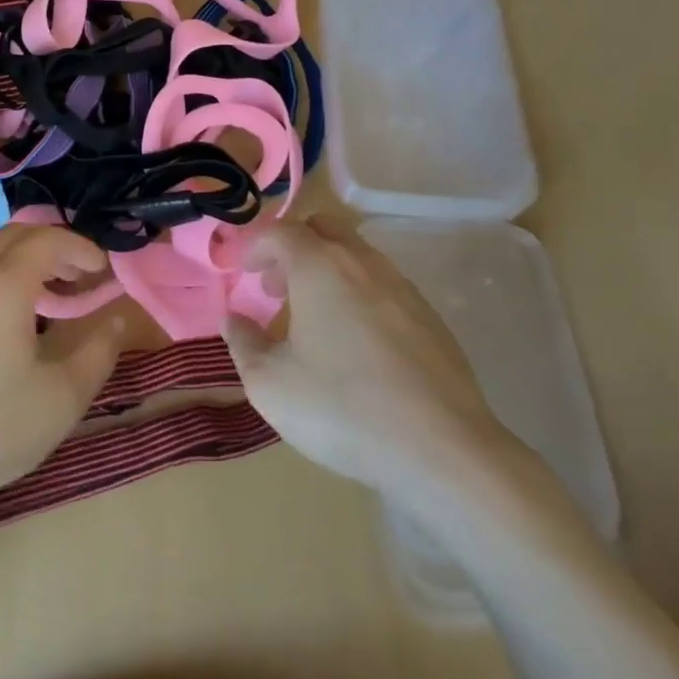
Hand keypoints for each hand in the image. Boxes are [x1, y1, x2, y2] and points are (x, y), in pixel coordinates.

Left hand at [0, 226, 122, 522]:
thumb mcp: (63, 397)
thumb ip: (98, 351)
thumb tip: (116, 318)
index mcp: (3, 288)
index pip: (46, 239)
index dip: (81, 246)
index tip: (104, 270)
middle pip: (13, 236)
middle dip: (54, 245)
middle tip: (81, 275)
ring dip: (24, 259)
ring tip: (51, 294)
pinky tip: (9, 319)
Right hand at [226, 216, 514, 507]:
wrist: (443, 449)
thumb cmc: (341, 408)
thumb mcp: (269, 383)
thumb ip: (242, 343)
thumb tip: (235, 320)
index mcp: (319, 266)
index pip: (280, 231)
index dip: (255, 246)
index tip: (242, 273)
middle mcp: (363, 263)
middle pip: (323, 229)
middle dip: (293, 249)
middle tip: (276, 290)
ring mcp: (403, 288)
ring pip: (356, 257)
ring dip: (326, 273)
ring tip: (313, 320)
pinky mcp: (431, 318)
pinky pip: (383, 287)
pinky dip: (358, 296)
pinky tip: (355, 345)